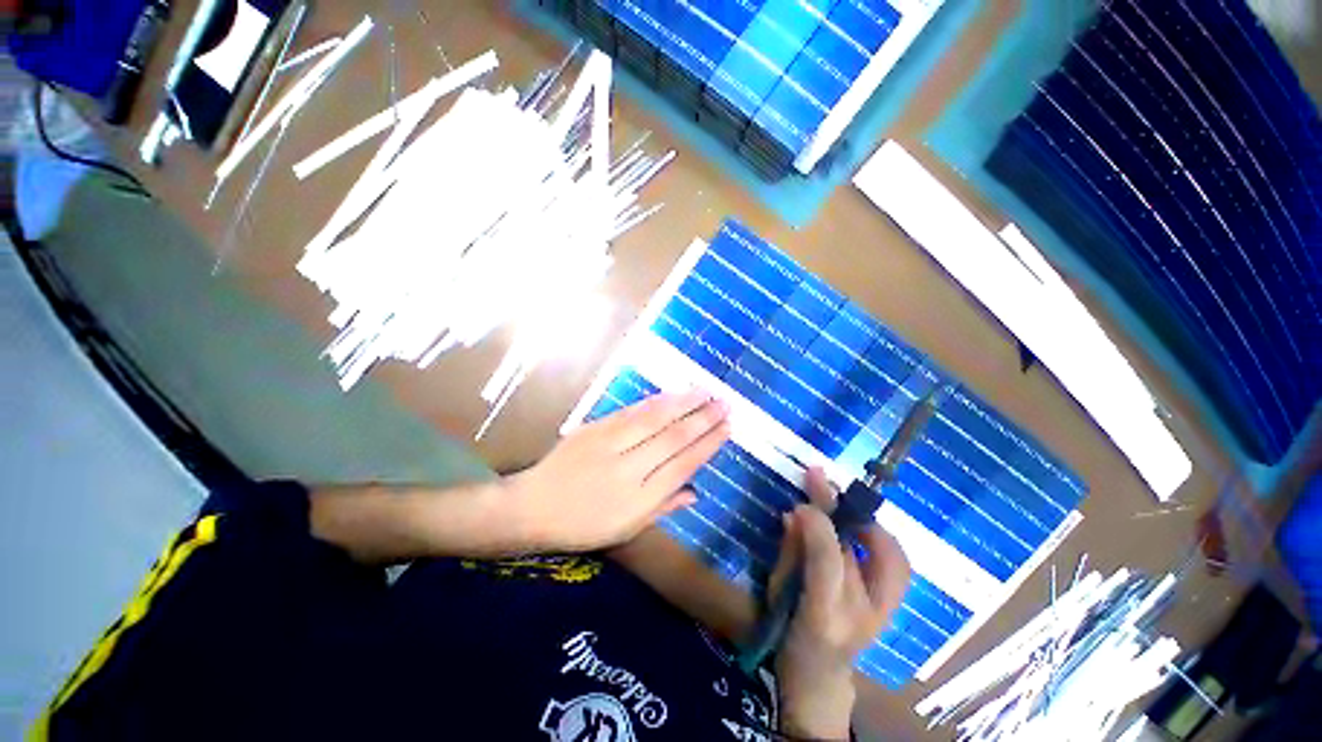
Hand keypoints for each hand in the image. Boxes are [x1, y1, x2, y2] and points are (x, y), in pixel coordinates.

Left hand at [506, 391, 729, 552]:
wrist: (533, 506)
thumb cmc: (583, 526)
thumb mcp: (626, 529)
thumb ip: (663, 508)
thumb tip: (696, 491)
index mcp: (639, 501)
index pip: (683, 466)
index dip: (707, 445)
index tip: (727, 428)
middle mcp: (629, 470)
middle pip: (673, 438)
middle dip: (703, 418)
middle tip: (724, 403)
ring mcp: (610, 445)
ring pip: (654, 419)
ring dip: (683, 403)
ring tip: (705, 391)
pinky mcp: (595, 428)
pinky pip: (632, 412)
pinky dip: (656, 401)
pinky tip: (672, 394)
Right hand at [770, 467, 909, 739]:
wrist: (820, 679)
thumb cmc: (788, 635)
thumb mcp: (777, 593)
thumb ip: (790, 551)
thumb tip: (796, 513)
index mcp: (824, 615)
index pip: (829, 560)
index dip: (817, 523)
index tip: (800, 503)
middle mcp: (863, 616)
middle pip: (865, 553)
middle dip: (841, 508)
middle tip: (821, 477)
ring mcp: (884, 615)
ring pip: (894, 559)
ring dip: (870, 522)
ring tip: (846, 501)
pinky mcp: (892, 610)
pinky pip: (896, 566)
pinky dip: (881, 540)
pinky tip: (861, 525)